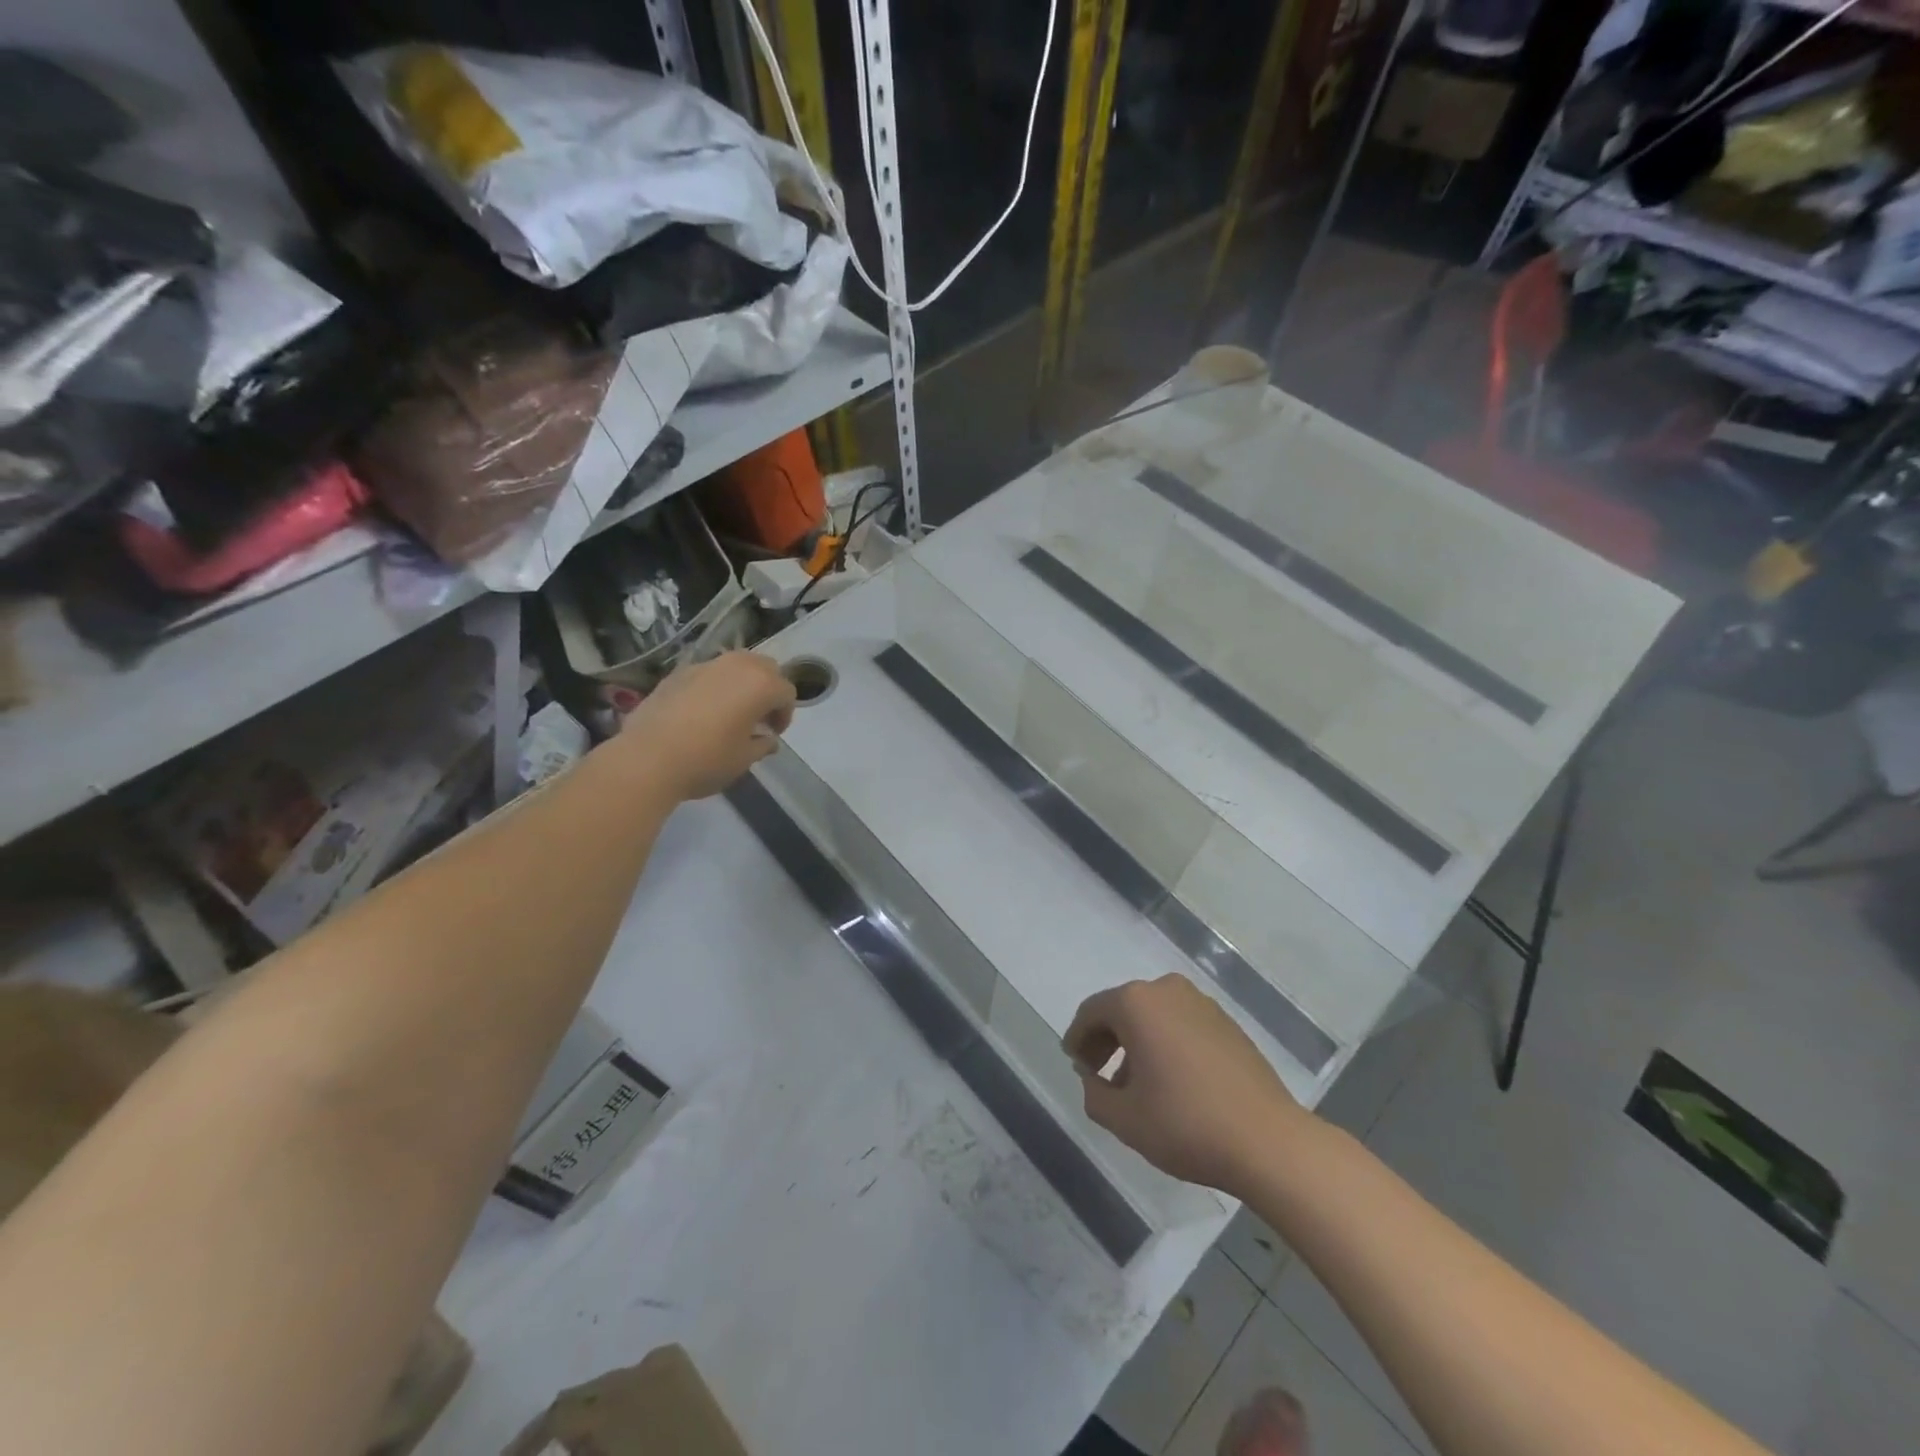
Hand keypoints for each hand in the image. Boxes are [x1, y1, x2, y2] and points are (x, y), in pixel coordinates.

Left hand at [620, 651, 796, 799]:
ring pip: (735, 664)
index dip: (785, 714)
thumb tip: (767, 739)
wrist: (647, 759)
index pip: (786, 692)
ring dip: (741, 683)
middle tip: (759, 717)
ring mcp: (704, 666)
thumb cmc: (706, 760)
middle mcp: (735, 666)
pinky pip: (707, 673)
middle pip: (765, 667)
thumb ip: (762, 744)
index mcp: (760, 684)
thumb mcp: (744, 759)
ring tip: (731, 712)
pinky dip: (714, 686)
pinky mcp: (677, 673)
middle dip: (768, 689)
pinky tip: (701, 712)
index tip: (773, 733)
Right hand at [1063, 975, 1305, 1196]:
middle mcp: (1167, 990)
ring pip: (1153, 1016)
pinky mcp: (1227, 1023)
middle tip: (1097, 1074)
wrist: (1268, 1141)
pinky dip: (1165, 1044)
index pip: (1092, 1012)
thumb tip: (1093, 1079)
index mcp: (1136, 1003)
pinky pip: (1181, 1024)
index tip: (1074, 1065)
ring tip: (1134, 1085)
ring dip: (1136, 1043)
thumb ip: (1094, 1094)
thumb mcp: (1124, 1119)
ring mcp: (1201, 1004)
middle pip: (1123, 1009)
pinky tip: (1170, 1082)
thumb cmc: (1186, 1124)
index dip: (1077, 1038)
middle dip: (1106, 1039)